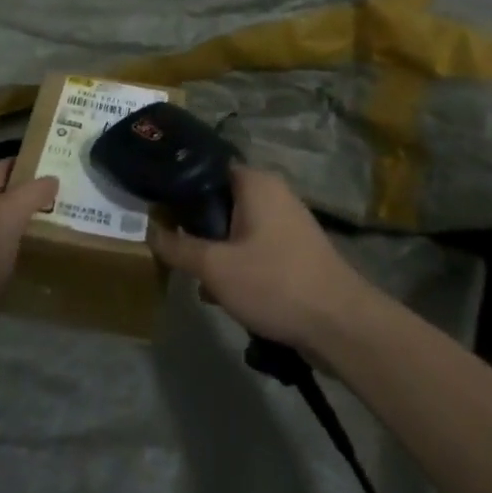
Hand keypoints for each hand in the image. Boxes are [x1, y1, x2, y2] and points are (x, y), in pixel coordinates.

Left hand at [0, 159, 56, 339]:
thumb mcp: (8, 214)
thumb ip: (32, 193)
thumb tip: (52, 177)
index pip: (4, 166)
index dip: (29, 163)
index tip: (60, 165)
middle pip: (4, 197)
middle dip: (33, 197)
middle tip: (68, 200)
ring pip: (2, 227)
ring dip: (26, 227)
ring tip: (61, 229)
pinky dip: (17, 255)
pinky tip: (36, 263)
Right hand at [149, 166, 370, 353]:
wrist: (341, 325)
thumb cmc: (274, 282)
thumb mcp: (215, 267)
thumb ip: (178, 247)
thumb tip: (150, 231)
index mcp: (255, 182)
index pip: (206, 168)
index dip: (179, 185)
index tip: (157, 206)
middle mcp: (273, 192)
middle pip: (220, 200)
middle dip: (196, 226)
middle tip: (174, 247)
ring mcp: (288, 222)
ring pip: (236, 227)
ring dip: (216, 250)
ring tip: (196, 277)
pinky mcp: (296, 250)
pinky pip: (255, 246)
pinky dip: (237, 263)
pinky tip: (223, 293)